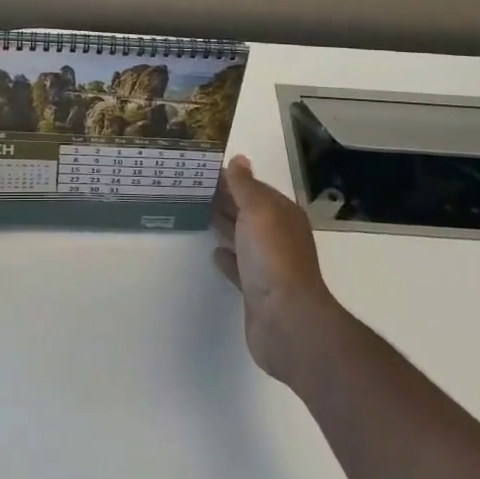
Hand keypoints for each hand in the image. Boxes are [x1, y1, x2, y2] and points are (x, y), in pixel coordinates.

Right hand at [212, 155, 341, 382]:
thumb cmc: (273, 256)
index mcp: (282, 214)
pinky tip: (213, 252)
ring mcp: (268, 265)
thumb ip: (245, 185)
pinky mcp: (256, 289)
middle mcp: (278, 237)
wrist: (286, 319)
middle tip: (193, 187)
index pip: (255, 189)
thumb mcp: (258, 210)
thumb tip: (239, 159)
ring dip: (225, 225)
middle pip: (248, 212)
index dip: (232, 178)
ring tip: (198, 212)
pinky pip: (239, 266)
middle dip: (225, 199)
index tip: (203, 170)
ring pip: (242, 237)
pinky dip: (227, 257)